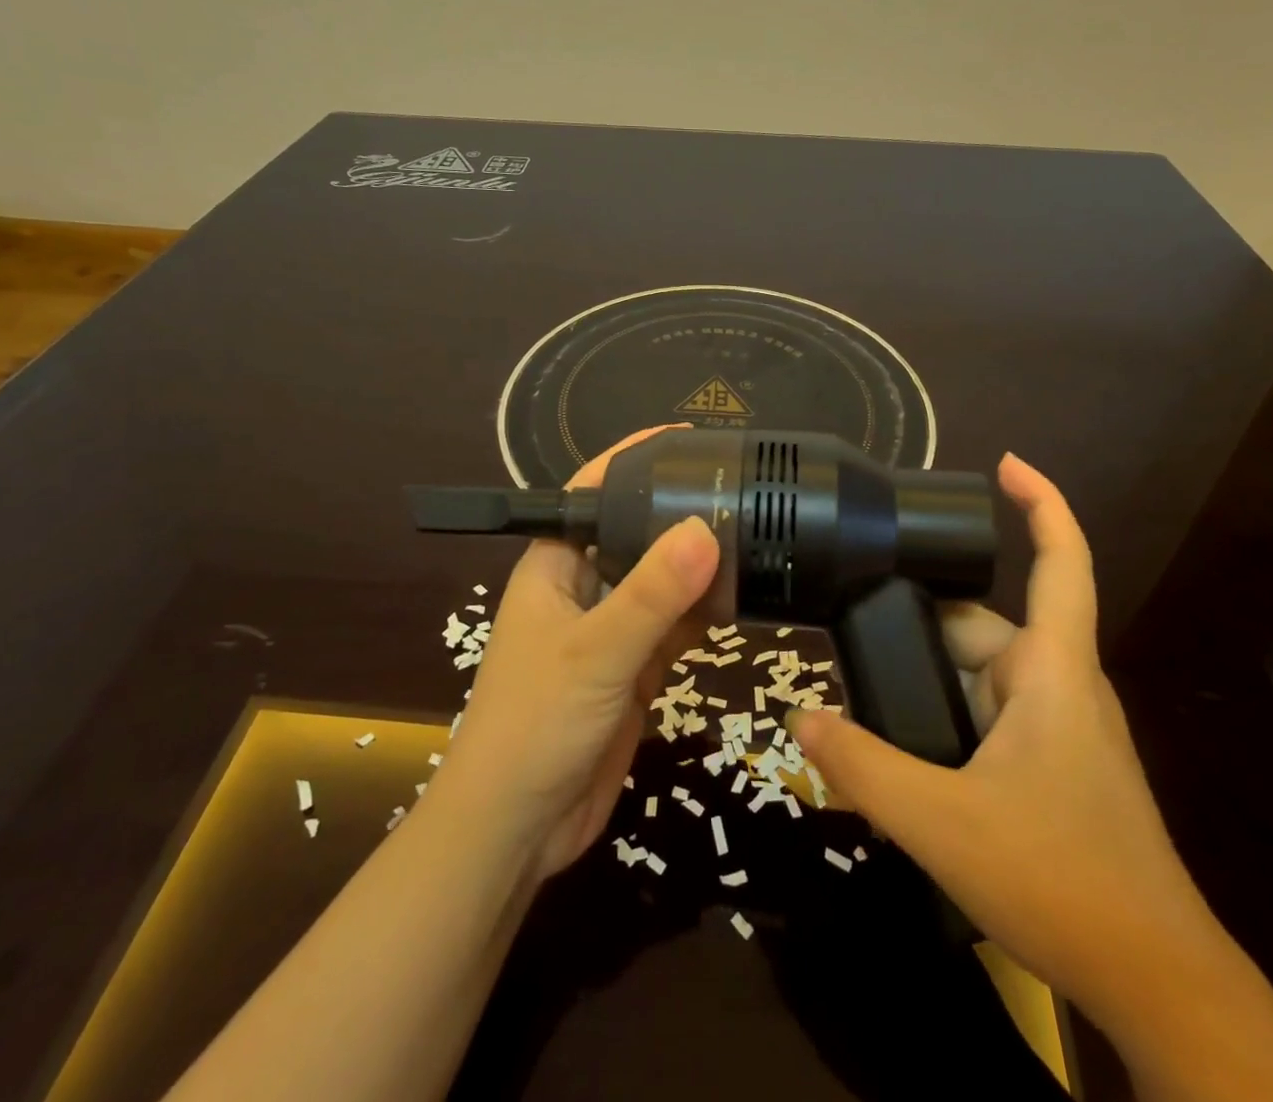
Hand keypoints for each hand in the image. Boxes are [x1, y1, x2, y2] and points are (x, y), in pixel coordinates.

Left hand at [429, 427, 719, 881]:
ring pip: (660, 582)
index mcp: (555, 566)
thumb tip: (706, 530)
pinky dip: (703, 613)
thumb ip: (651, 595)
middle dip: (679, 512)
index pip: (592, 492)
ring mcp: (610, 631)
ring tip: (753, 534)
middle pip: (635, 534)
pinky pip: (674, 626)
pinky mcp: (633, 669)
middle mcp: (583, 588)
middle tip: (740, 488)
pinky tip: (741, 598)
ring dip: (697, 566)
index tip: (686, 441)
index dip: (632, 460)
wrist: (519, 831)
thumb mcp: (595, 652)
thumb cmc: (535, 725)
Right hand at [789, 455, 1272, 1101]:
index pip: (1061, 562)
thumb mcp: (942, 823)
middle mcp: (1059, 685)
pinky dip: (947, 716)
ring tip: (865, 695)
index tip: (1003, 464)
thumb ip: (864, 768)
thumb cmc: (1061, 880)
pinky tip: (906, 751)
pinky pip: (990, 717)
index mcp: (1052, 671)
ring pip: (982, 676)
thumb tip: (800, 719)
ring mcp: (1061, 729)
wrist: (1155, 982)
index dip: (1041, 503)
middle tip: (851, 635)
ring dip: (930, 680)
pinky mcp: (1055, 767)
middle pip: (984, 626)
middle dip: (921, 628)